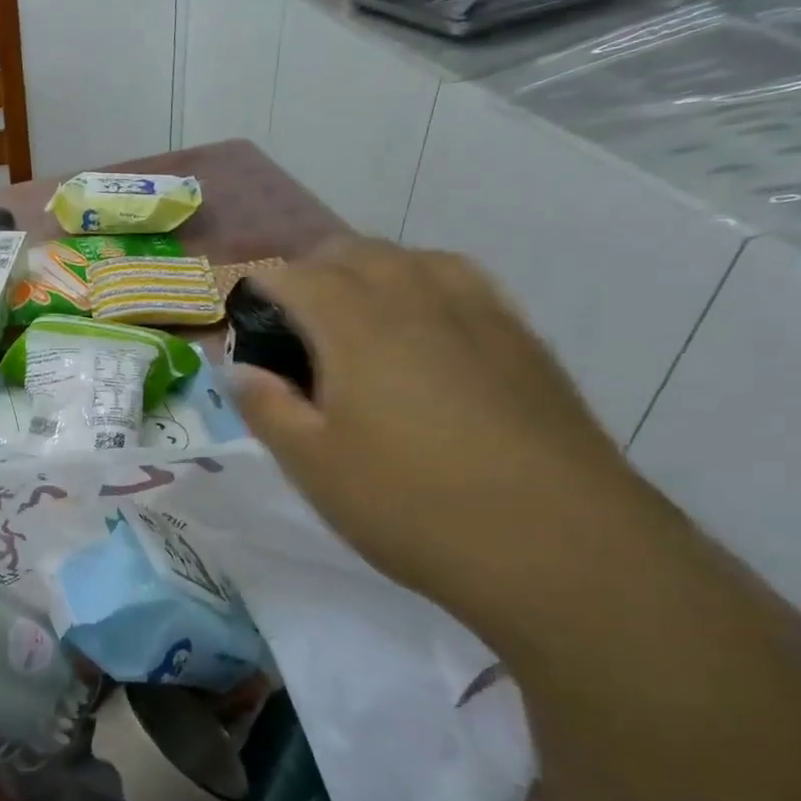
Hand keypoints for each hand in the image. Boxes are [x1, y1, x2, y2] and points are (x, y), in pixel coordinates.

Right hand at [228, 239, 656, 636]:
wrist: (560, 547)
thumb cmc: (411, 504)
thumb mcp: (312, 465)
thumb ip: (266, 407)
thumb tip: (239, 369)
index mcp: (355, 323)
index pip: (293, 275)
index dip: (259, 290)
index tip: (245, 325)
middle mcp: (416, 297)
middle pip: (353, 252)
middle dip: (311, 274)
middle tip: (293, 331)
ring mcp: (479, 313)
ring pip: (412, 258)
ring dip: (371, 274)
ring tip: (356, 322)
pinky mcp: (523, 339)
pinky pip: (463, 283)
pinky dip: (427, 287)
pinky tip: (428, 331)